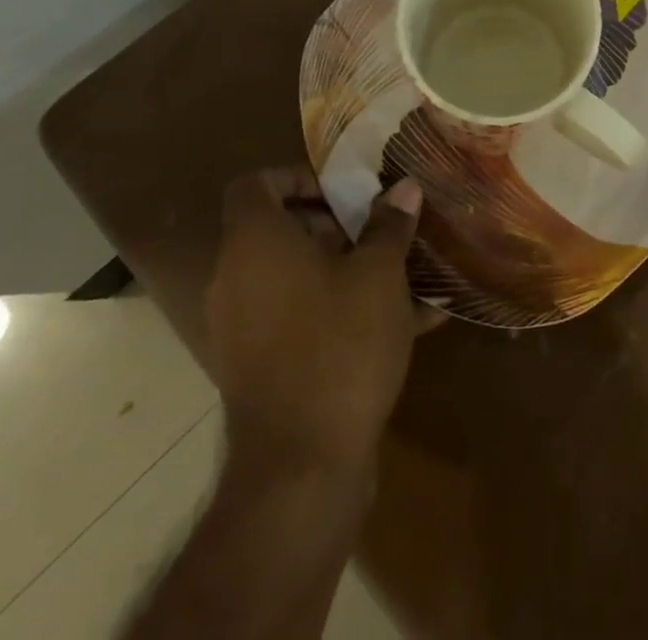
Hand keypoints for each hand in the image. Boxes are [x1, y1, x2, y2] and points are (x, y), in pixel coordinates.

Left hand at [203, 169, 438, 476]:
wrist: (301, 470)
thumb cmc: (338, 346)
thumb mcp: (378, 275)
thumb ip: (389, 225)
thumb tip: (404, 187)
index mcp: (255, 244)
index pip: (254, 185)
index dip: (297, 176)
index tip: (344, 189)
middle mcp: (237, 281)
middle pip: (279, 231)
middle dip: (335, 224)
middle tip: (381, 228)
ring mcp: (244, 329)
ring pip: (296, 277)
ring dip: (345, 267)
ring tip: (403, 271)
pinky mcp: (261, 368)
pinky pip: (302, 319)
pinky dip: (341, 311)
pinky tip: (410, 322)